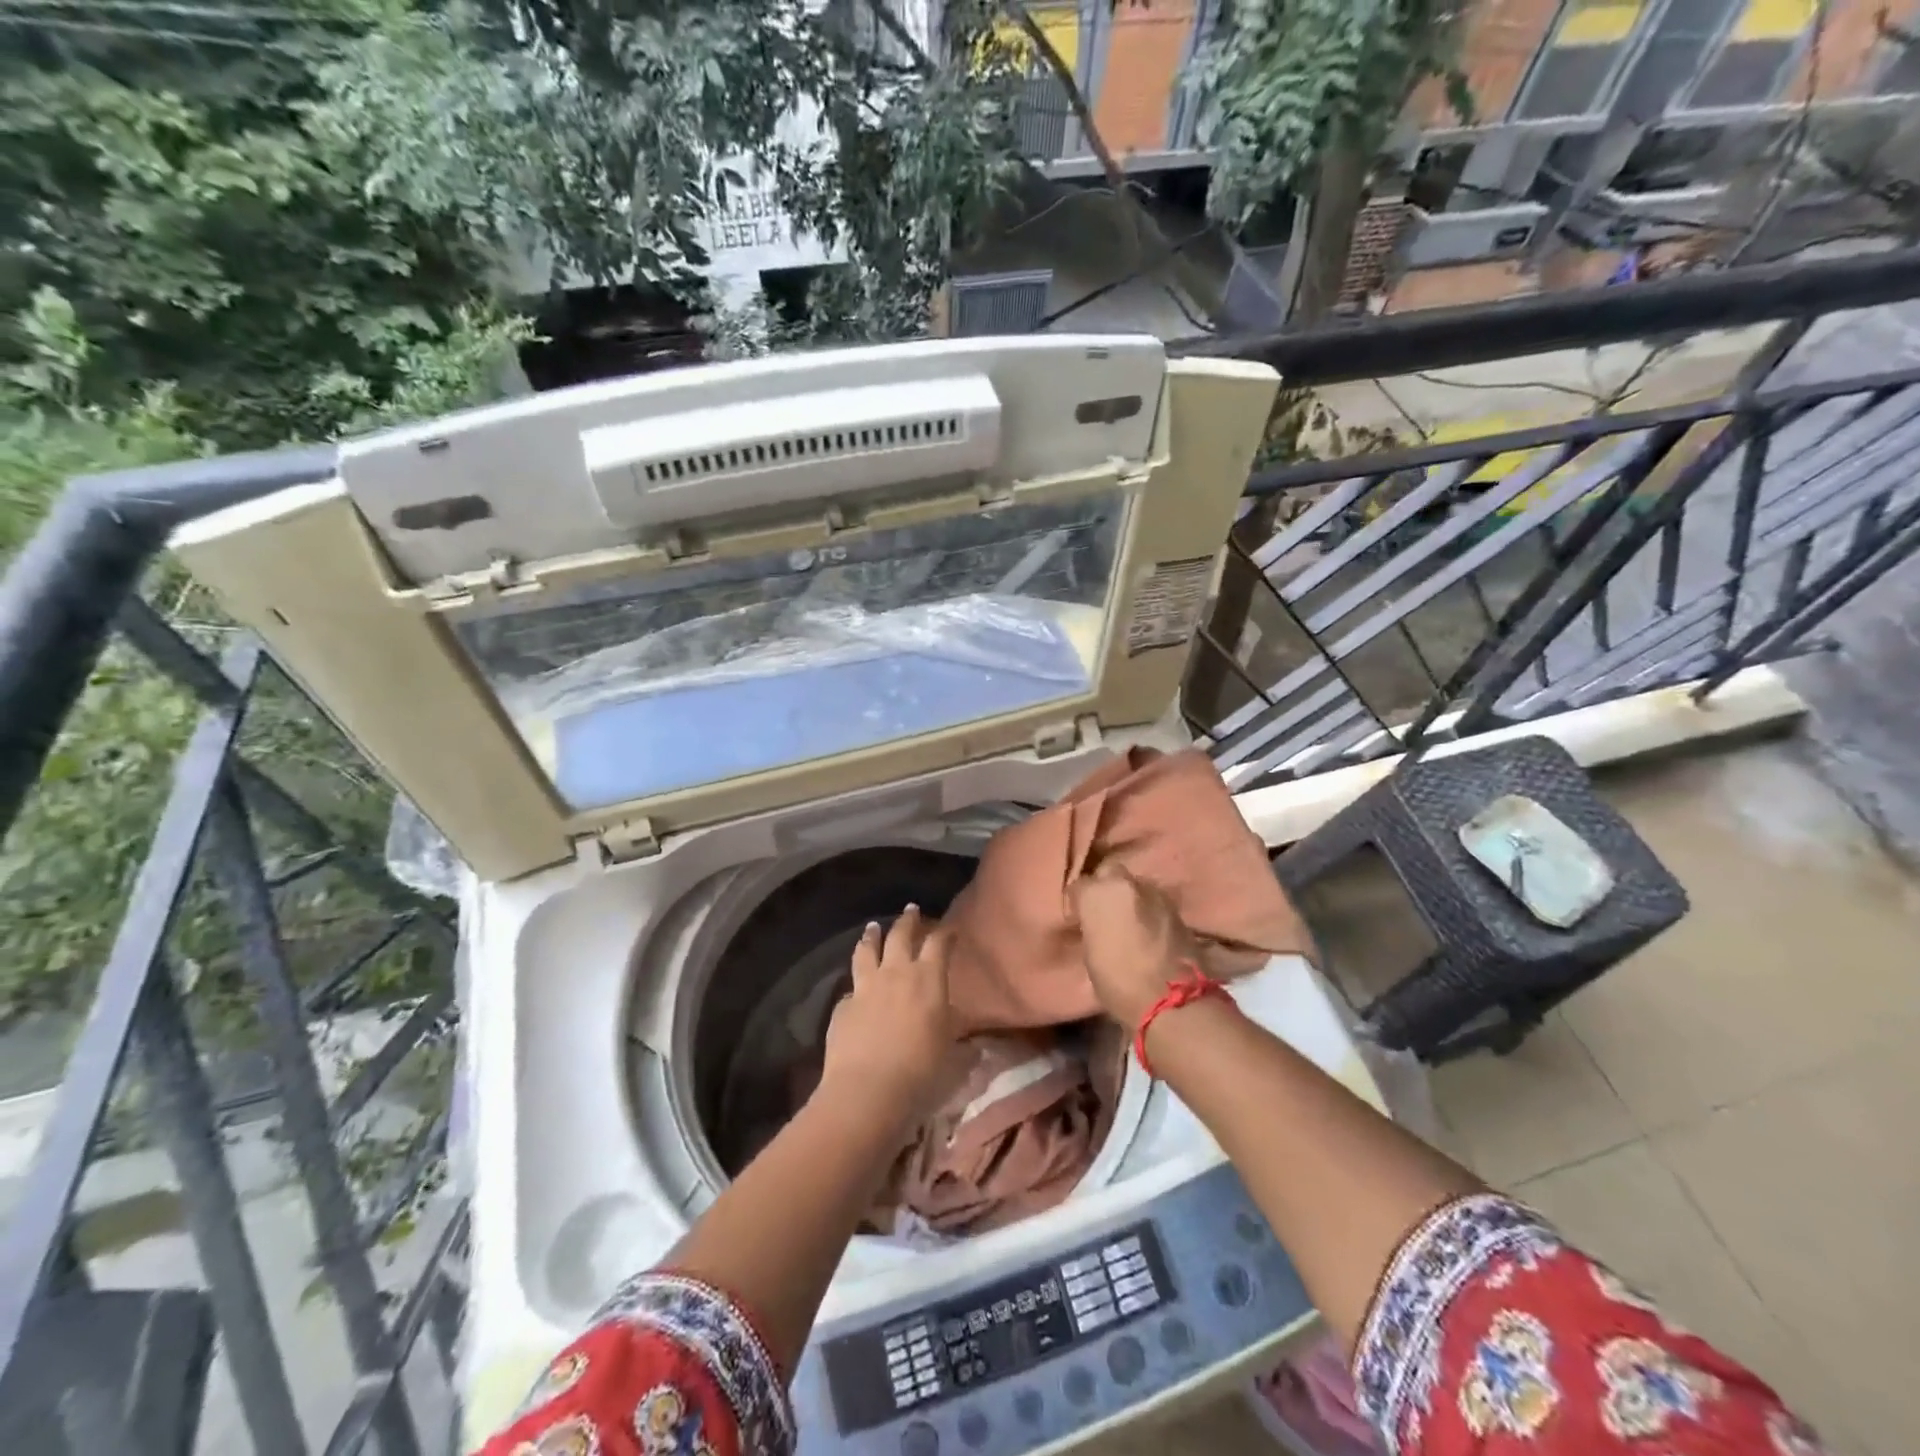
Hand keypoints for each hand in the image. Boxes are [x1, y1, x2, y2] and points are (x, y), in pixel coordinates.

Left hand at [820, 906, 961, 1123]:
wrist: (868, 1090)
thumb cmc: (920, 1072)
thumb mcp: (952, 1058)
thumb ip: (962, 1046)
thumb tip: (976, 1046)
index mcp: (928, 980)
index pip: (939, 944)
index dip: (946, 933)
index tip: (950, 929)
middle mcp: (896, 974)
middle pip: (900, 936)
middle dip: (907, 921)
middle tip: (910, 910)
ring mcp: (866, 987)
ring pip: (867, 950)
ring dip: (871, 936)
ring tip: (873, 927)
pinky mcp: (843, 1006)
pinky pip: (851, 988)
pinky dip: (856, 984)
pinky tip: (856, 989)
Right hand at [1068, 861, 1204, 1025]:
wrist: (1171, 1001)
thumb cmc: (1119, 982)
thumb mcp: (1091, 954)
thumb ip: (1092, 926)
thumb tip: (1095, 923)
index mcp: (1098, 893)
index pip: (1080, 885)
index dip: (1079, 901)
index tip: (1079, 916)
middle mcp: (1127, 883)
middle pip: (1110, 874)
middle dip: (1106, 888)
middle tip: (1104, 912)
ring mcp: (1156, 893)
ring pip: (1136, 886)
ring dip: (1131, 899)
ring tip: (1128, 922)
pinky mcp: (1178, 909)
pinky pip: (1155, 903)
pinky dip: (1149, 911)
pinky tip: (1148, 930)